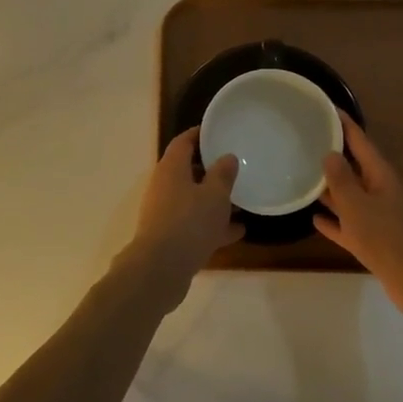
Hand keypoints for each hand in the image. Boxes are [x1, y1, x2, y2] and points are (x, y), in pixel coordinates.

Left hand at [113, 128, 242, 307]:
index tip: (218, 132)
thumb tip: (227, 157)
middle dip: (211, 169)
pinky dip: (213, 225)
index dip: (200, 134)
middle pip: (188, 170)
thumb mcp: (214, 195)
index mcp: (171, 168)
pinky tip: (238, 231)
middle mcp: (164, 186)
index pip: (184, 142)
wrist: (160, 270)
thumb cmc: (189, 223)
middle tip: (235, 166)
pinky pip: (194, 223)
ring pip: (193, 199)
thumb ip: (223, 174)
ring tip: (242, 201)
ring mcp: (165, 212)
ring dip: (214, 200)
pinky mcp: (170, 236)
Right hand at [317, 115, 402, 330]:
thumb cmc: (390, 238)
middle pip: (354, 168)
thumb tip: (330, 153)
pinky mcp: (374, 243)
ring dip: (330, 189)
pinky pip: (349, 226)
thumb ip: (342, 180)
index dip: (344, 124)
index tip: (325, 107)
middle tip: (304, 141)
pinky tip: (315, 219)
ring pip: (349, 198)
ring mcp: (378, 218)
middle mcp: (380, 192)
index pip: (360, 141)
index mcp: (381, 176)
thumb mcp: (359, 206)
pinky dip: (334, 222)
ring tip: (302, 177)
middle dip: (333, 155)